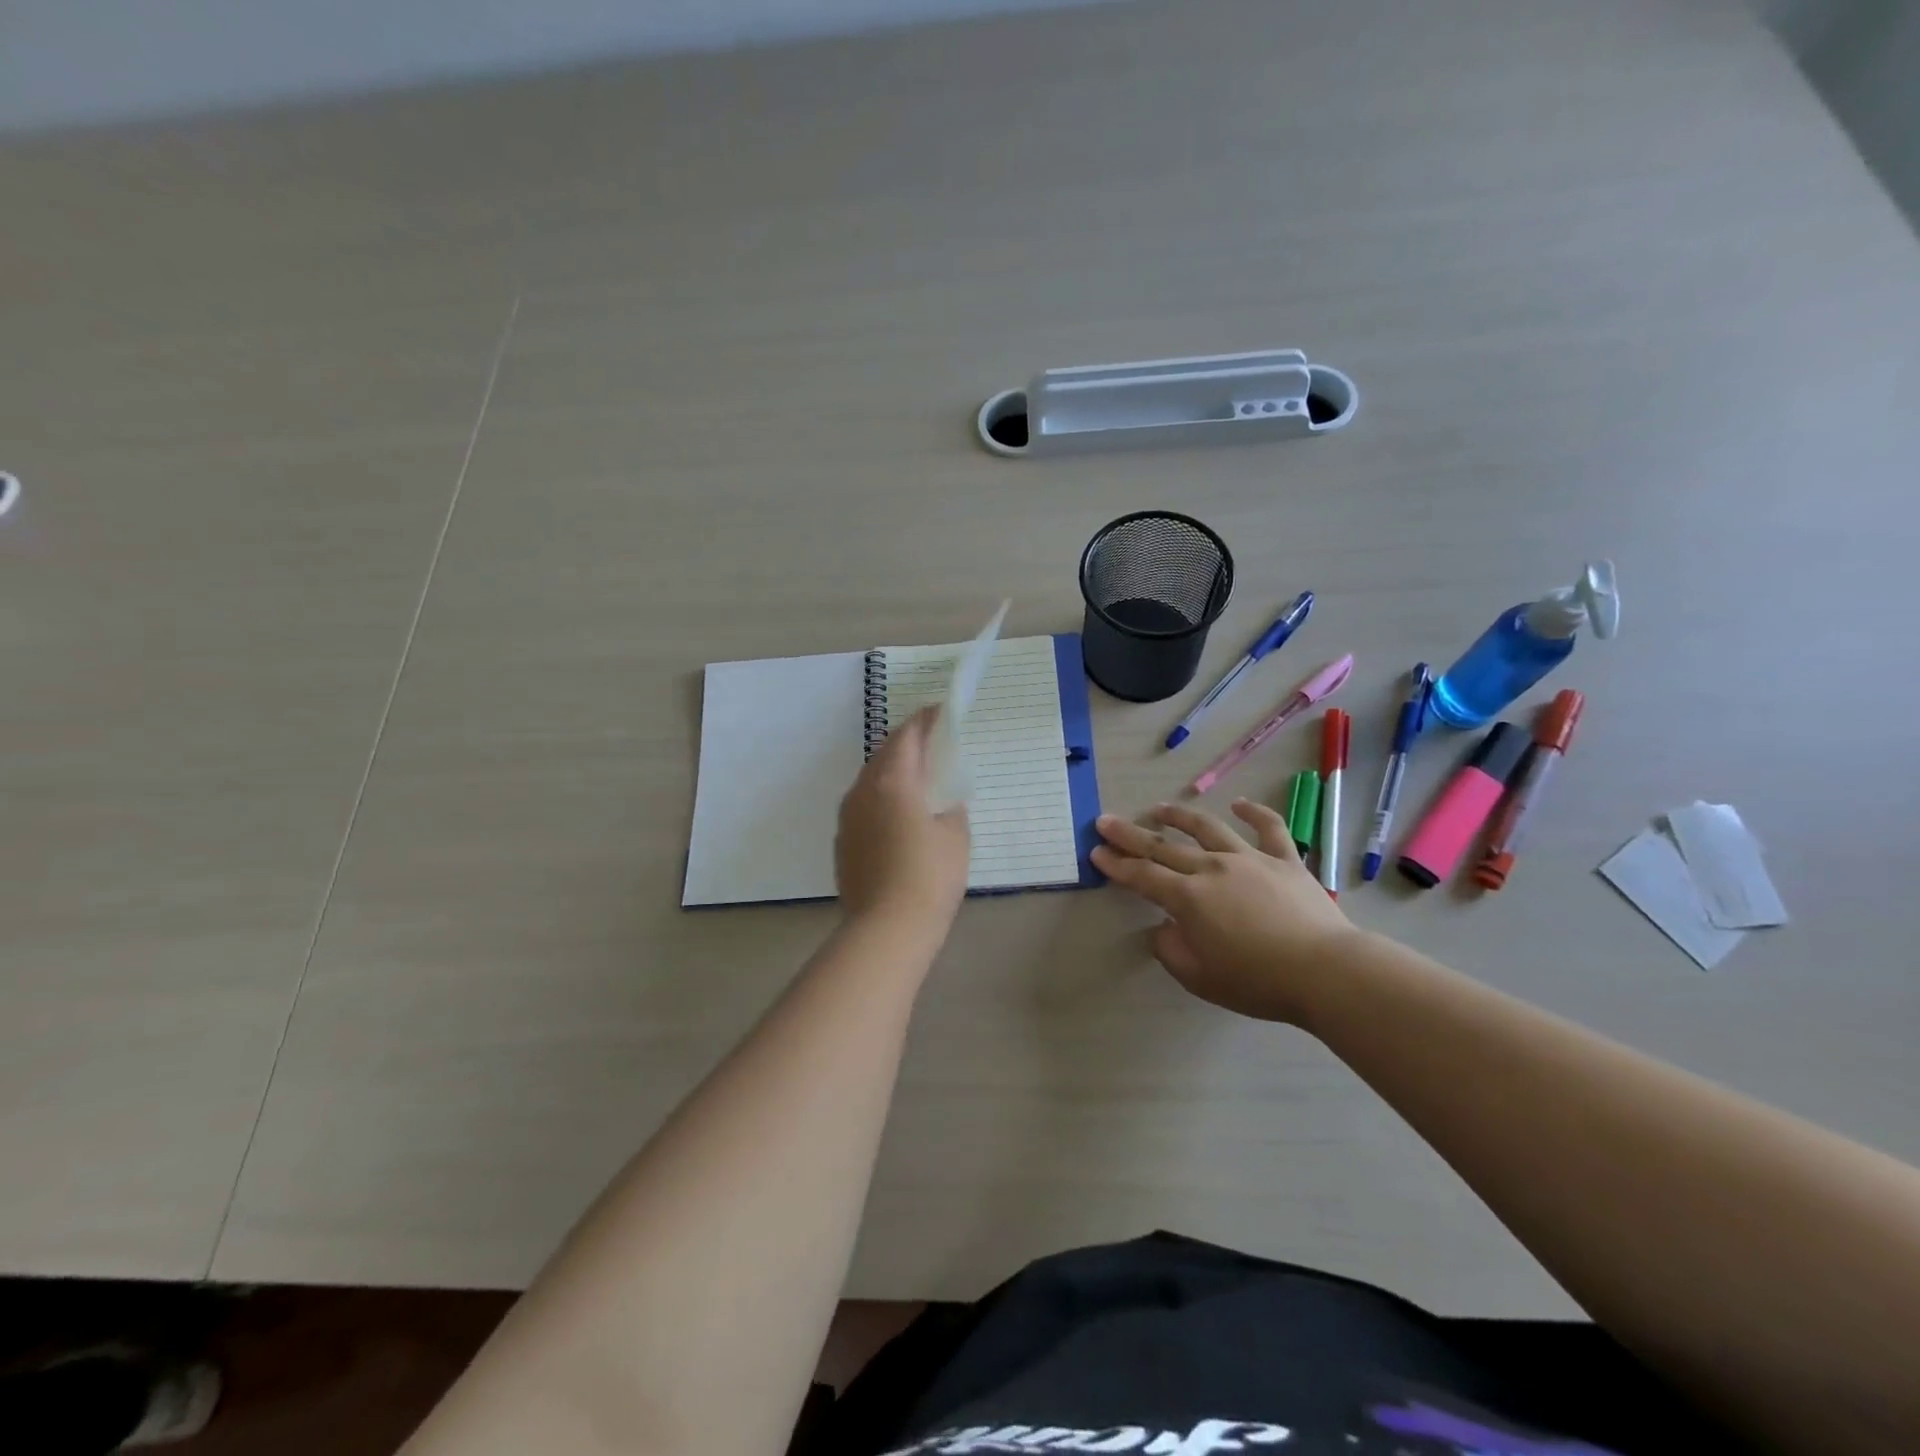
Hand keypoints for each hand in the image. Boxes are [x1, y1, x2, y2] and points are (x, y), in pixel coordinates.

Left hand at [836, 708, 971, 931]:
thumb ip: (950, 807)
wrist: (886, 929)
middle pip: (885, 754)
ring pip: (871, 780)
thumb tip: (941, 801)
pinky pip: (864, 806)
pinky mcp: (842, 842)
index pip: (907, 736)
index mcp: (893, 781)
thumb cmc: (930, 877)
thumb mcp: (955, 836)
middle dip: (908, 744)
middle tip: (933, 746)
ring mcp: (847, 817)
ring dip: (893, 772)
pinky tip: (899, 817)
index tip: (941, 713)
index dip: (925, 720)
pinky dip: (882, 799)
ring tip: (918, 780)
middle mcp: (862, 791)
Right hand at [1091, 800, 1361, 1024]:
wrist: (1325, 971)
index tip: (1096, 852)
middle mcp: (1212, 868)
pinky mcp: (1285, 860)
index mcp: (1188, 898)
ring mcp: (1250, 859)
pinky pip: (1269, 828)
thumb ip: (1171, 949)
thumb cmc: (1257, 981)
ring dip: (1179, 815)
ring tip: (1159, 807)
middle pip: (1163, 846)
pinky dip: (1254, 812)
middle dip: (1130, 834)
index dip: (1116, 864)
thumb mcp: (1199, 977)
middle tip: (1106, 821)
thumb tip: (1163, 928)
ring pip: (1207, 827)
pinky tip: (1239, 804)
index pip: (1142, 876)